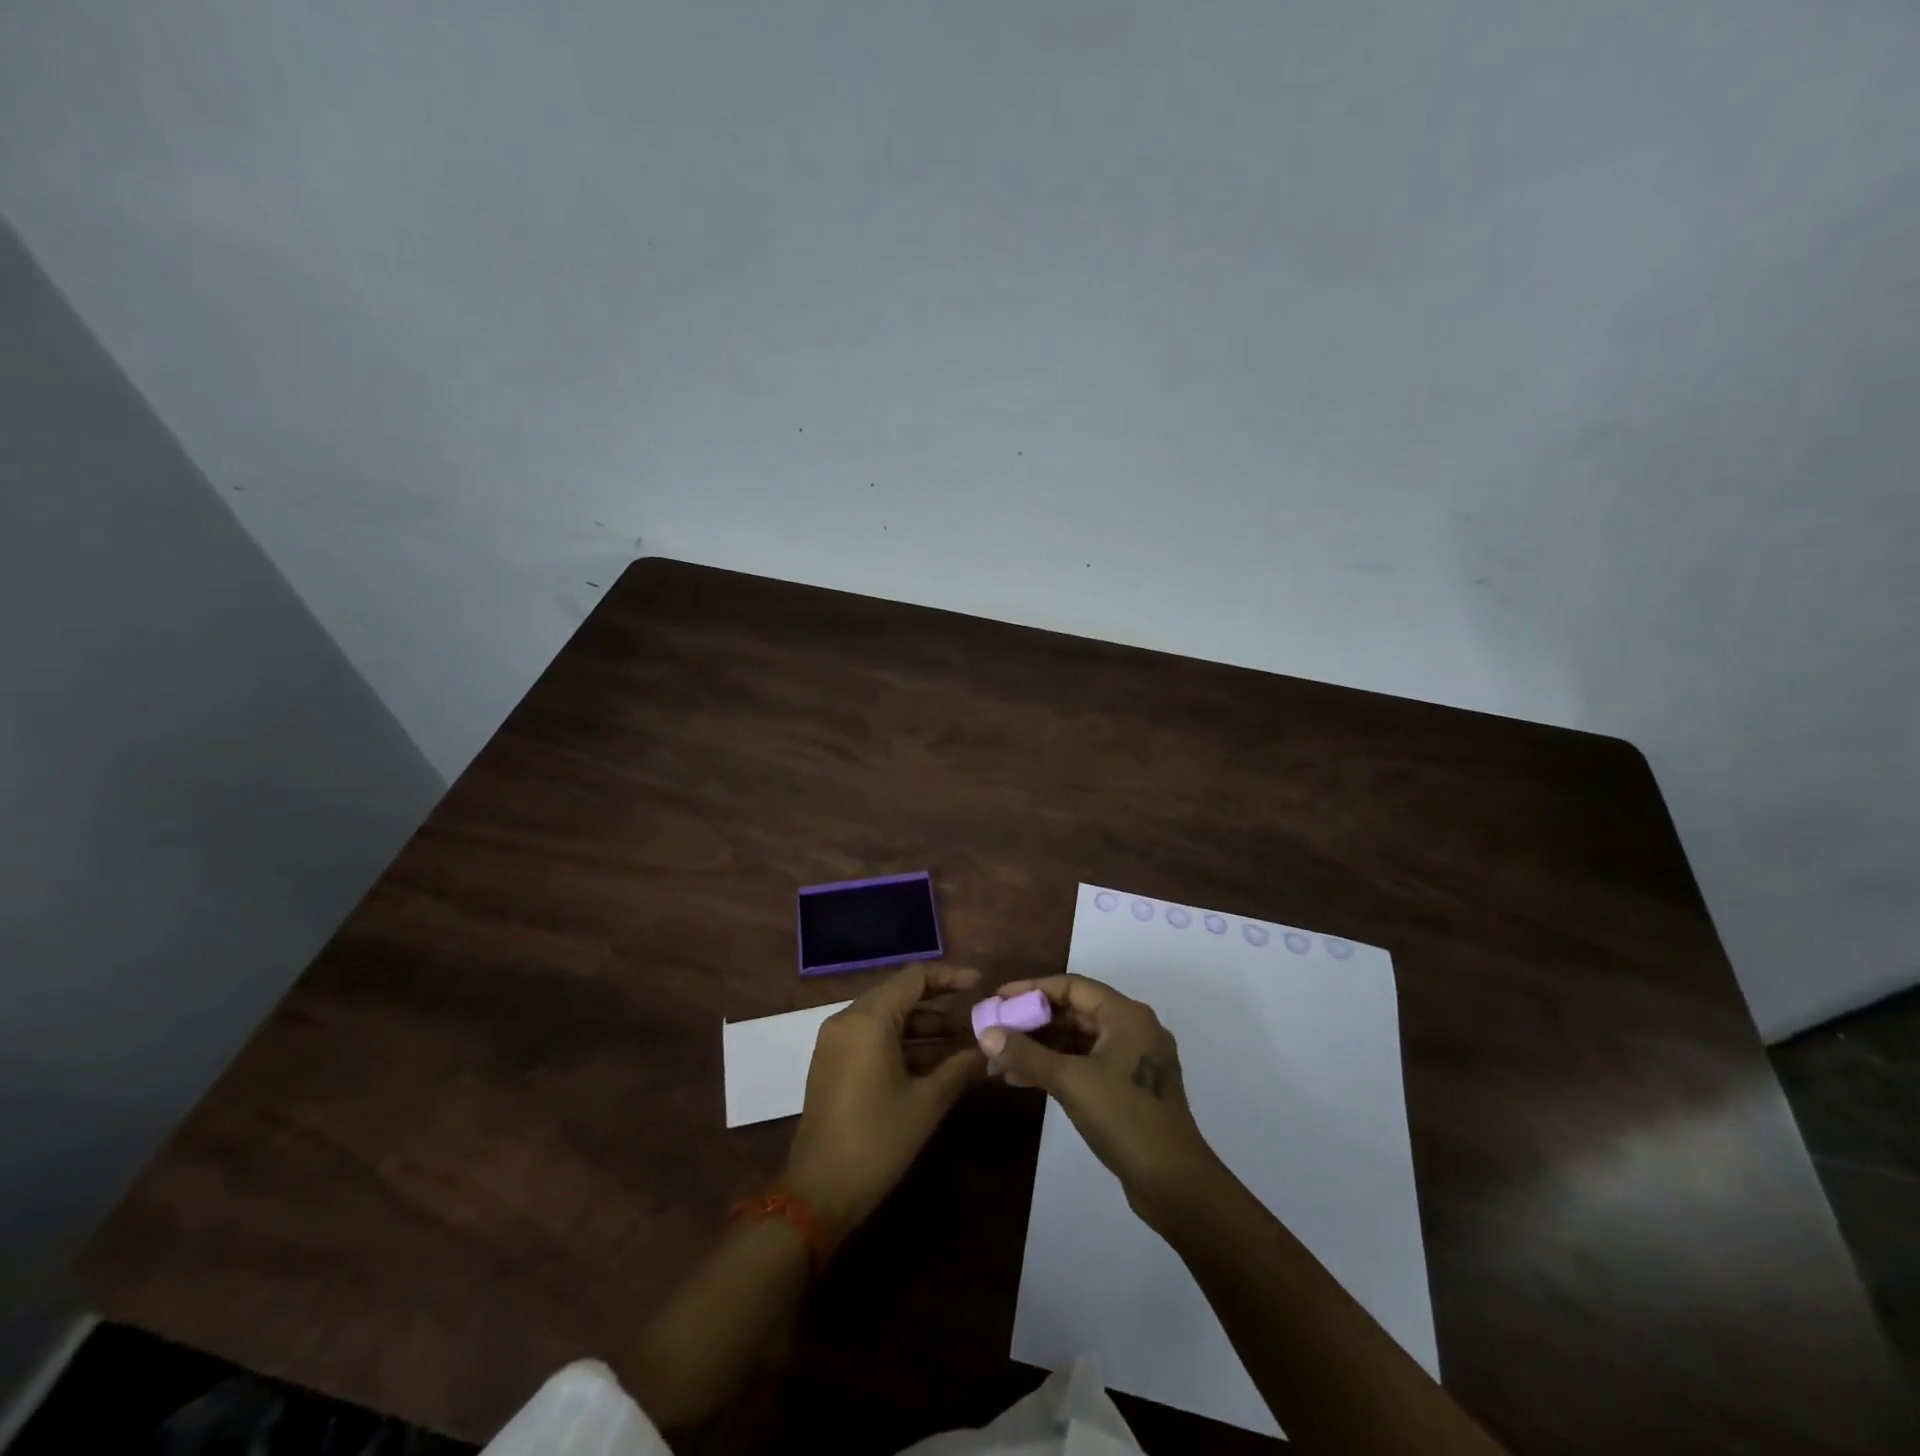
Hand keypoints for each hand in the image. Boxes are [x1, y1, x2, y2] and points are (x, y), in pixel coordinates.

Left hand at [785, 963, 985, 1244]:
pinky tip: (936, 1060)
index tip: (980, 984)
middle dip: (940, 1003)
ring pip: (888, 1017)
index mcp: (868, 1020)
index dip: (949, 977)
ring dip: (924, 1026)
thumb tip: (990, 1052)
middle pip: (900, 993)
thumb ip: (960, 1068)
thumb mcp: (926, 1103)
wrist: (818, 1194)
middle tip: (976, 1013)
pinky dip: (904, 1042)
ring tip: (965, 1040)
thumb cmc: (876, 1142)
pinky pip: (873, 1036)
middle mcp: (848, 1020)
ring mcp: (837, 1041)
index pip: (914, 978)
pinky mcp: (834, 1062)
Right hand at [981, 973, 1219, 1228]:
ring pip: (1078, 1040)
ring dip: (1041, 1047)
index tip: (999, 998)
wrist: (1175, 1184)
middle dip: (1034, 1021)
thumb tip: (986, 1033)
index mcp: (1126, 1015)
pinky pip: (1086, 1063)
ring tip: (1001, 1059)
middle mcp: (1132, 1029)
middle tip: (996, 1029)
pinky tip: (1024, 1079)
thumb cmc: (1125, 1118)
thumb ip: (1027, 1055)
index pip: (1072, 986)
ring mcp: (1132, 1060)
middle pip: (1075, 1011)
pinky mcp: (1128, 1088)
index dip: (1032, 989)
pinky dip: (1057, 1067)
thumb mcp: (1071, 1081)